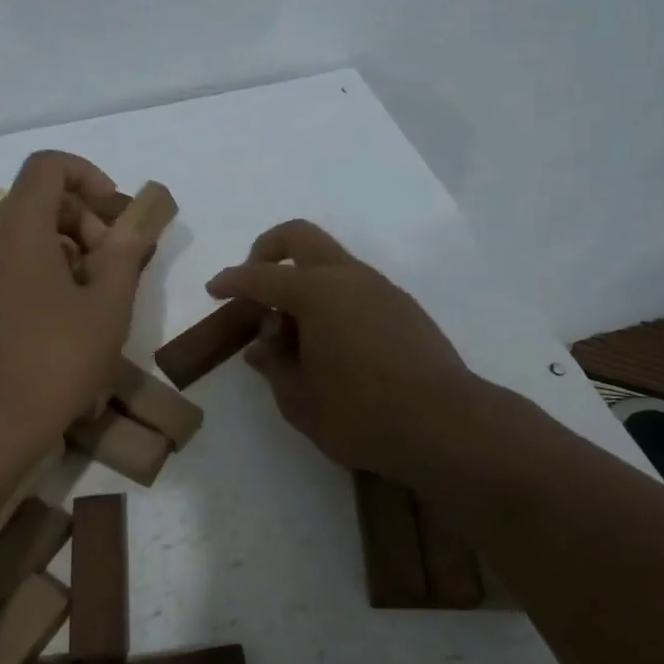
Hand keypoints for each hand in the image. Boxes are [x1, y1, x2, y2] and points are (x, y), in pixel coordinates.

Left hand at [0, 151, 152, 439]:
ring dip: (55, 244)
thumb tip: (128, 227)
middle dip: (78, 219)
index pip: (48, 166)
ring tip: (81, 293)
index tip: (111, 211)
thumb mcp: (108, 308)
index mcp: (18, 226)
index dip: (86, 175)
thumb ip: (122, 255)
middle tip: (107, 265)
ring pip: (15, 230)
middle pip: (34, 199)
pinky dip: (24, 265)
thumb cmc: (54, 361)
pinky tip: (43, 309)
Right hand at [207, 220, 470, 483]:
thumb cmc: (362, 415)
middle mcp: (348, 277)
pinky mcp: (403, 307)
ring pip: (331, 261)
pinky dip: (331, 297)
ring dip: (303, 280)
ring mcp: (380, 288)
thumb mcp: (301, 401)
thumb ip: (274, 367)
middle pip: (299, 237)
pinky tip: (330, 341)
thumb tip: (262, 347)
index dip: (231, 282)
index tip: (214, 289)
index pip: (260, 278)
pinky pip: (354, 285)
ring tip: (292, 330)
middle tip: (254, 283)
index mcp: (316, 293)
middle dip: (268, 250)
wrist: (448, 426)